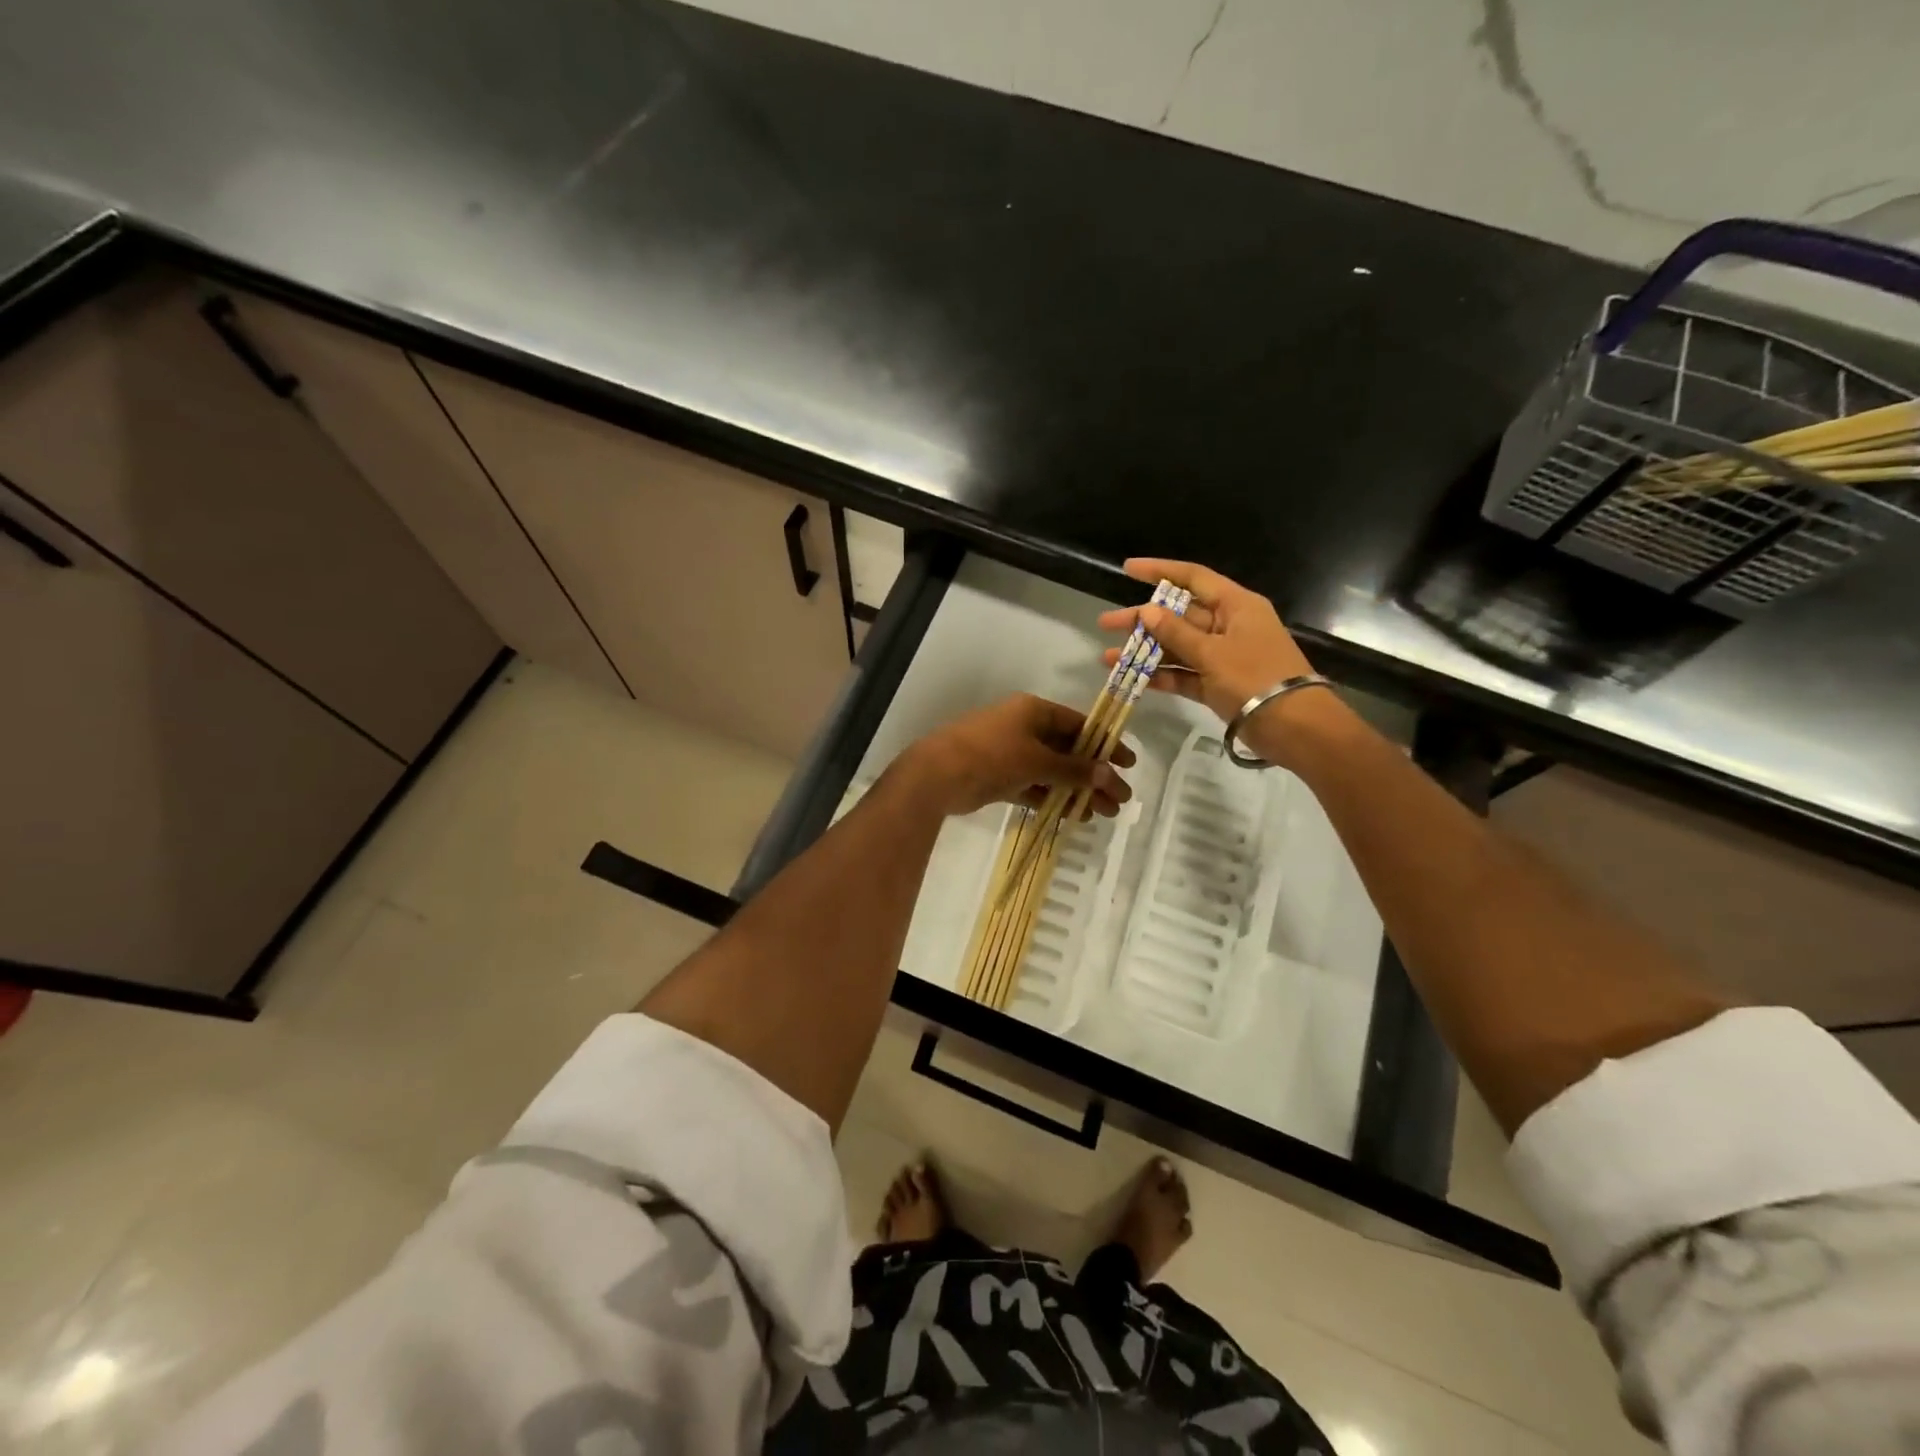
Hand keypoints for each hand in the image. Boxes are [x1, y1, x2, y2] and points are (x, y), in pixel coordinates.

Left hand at [899, 694, 1134, 819]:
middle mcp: (1023, 728)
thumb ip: (1073, 769)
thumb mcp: (1037, 760)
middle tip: (1121, 800)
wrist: (936, 775)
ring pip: (1052, 772)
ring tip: (1103, 814)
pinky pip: (1034, 786)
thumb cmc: (991, 756)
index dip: (1105, 744)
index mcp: (1033, 711)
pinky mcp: (999, 777)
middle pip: (1068, 750)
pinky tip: (1074, 815)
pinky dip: (1053, 798)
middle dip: (1094, 775)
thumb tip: (1109, 774)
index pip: (1079, 724)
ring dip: (1077, 791)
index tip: (1128, 765)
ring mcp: (1010, 753)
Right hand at [1097, 559, 1331, 763]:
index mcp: (1235, 606)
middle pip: (1178, 615)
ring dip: (1145, 652)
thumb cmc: (1255, 677)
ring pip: (1177, 647)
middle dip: (1142, 620)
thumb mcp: (1212, 652)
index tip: (1127, 569)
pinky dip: (1161, 676)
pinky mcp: (1217, 684)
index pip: (1193, 578)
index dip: (1160, 571)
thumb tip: (1146, 611)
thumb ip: (1176, 633)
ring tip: (1108, 658)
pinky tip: (1132, 679)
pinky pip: (1184, 674)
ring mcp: (1222, 656)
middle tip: (1106, 623)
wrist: (1293, 726)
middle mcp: (1228, 626)